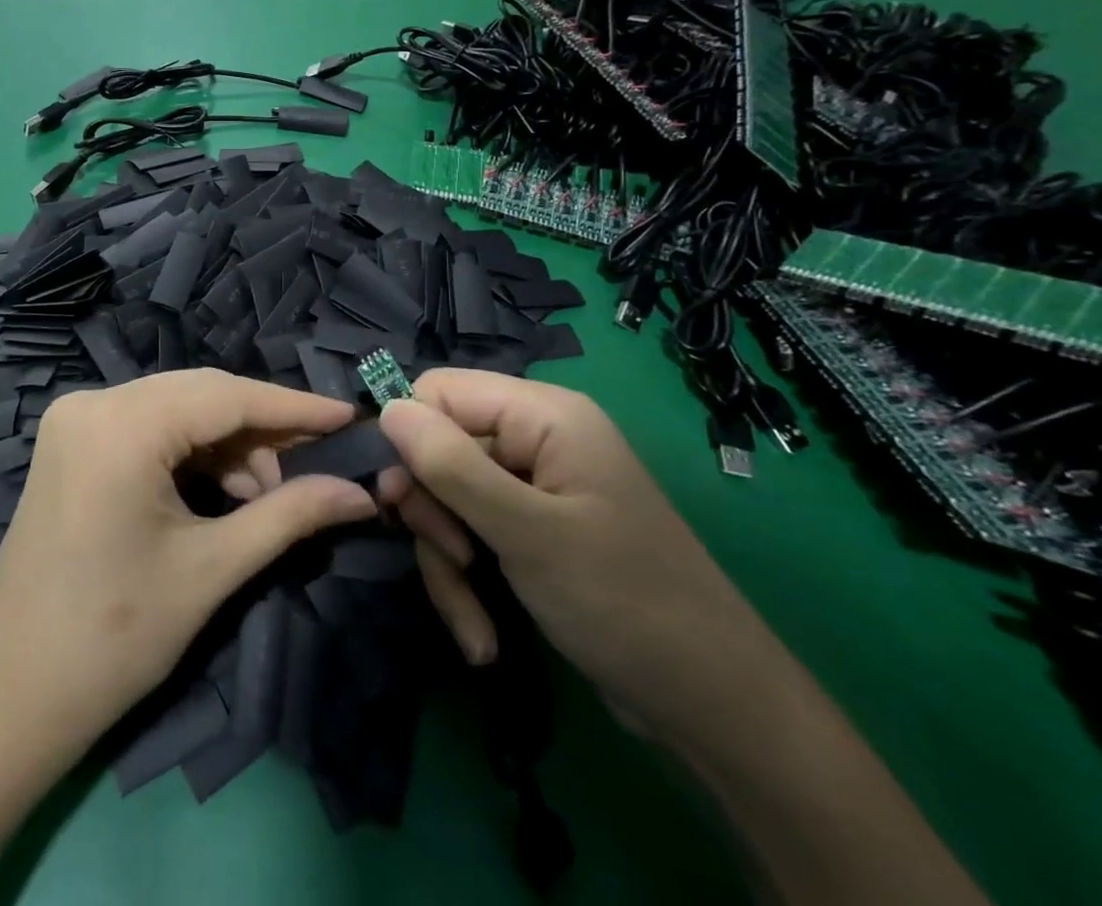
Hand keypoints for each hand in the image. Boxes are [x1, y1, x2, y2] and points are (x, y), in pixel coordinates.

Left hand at [0, 369, 377, 753]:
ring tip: (266, 496)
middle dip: (262, 429)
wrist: (10, 696)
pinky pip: (149, 427)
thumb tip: (362, 493)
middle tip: (318, 462)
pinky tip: (222, 490)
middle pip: (201, 396)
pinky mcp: (72, 442)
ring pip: (176, 410)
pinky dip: (191, 452)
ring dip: (227, 444)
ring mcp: (76, 418)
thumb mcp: (212, 569)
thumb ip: (291, 515)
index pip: (227, 396)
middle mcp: (93, 401)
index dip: (294, 408)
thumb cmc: (114, 638)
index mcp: (121, 424)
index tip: (350, 418)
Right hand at [379, 369, 790, 753]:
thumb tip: (386, 408)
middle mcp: (536, 439)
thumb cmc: (625, 604)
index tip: (401, 499)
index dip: (411, 437)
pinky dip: (468, 583)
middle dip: (433, 512)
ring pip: (448, 500)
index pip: (439, 390)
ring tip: (473, 623)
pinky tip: (482, 635)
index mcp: (544, 414)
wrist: (715, 711)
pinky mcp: (531, 532)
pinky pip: (472, 535)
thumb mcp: (527, 533)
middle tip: (452, 560)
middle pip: (439, 449)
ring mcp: (534, 488)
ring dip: (448, 562)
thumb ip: (450, 465)